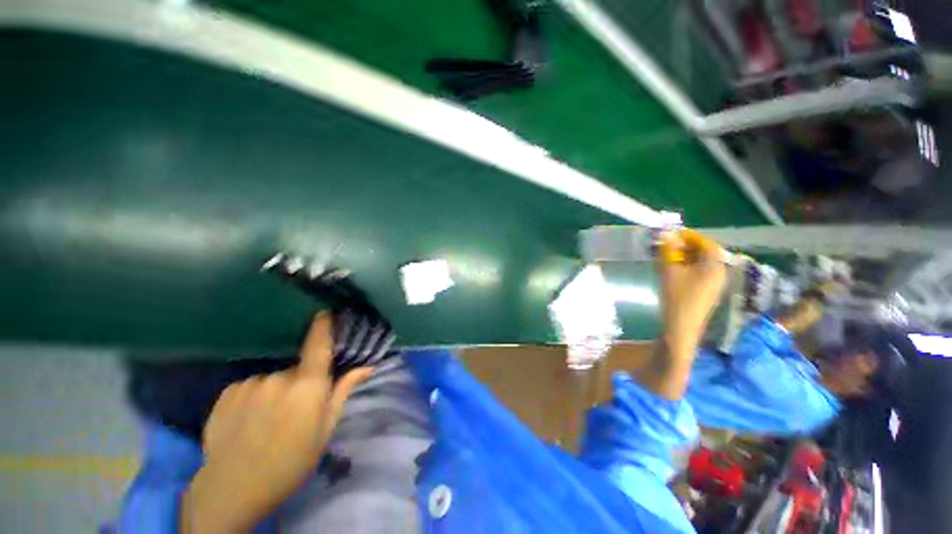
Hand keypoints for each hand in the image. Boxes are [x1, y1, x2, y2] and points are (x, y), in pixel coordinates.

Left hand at [181, 313, 372, 533]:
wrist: (232, 490)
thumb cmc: (291, 462)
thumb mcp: (325, 429)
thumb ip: (343, 391)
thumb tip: (367, 367)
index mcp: (308, 386)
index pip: (318, 345)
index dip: (323, 325)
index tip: (325, 311)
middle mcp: (279, 377)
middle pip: (296, 368)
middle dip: (300, 380)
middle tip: (296, 408)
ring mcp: (250, 383)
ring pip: (272, 378)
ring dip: (275, 390)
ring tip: (267, 420)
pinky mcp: (228, 391)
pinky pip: (250, 385)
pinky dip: (254, 396)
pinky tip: (248, 420)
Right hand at [634, 229, 725, 399]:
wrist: (681, 327)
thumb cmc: (677, 297)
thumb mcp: (669, 271)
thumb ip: (668, 251)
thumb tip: (666, 234)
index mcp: (714, 265)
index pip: (706, 242)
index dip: (689, 236)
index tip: (671, 234)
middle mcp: (719, 272)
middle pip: (705, 252)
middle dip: (686, 246)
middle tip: (666, 245)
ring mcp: (714, 284)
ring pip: (701, 263)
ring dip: (685, 256)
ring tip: (667, 257)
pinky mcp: (707, 292)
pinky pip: (700, 272)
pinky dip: (687, 267)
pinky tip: (673, 271)